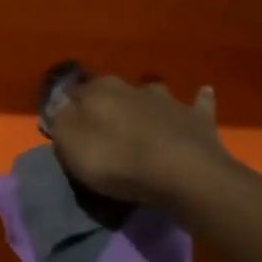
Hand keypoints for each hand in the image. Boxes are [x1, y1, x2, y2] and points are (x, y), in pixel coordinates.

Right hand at [49, 77, 226, 208]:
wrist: (182, 174)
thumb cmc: (118, 162)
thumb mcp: (72, 147)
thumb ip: (61, 123)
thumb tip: (59, 106)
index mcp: (98, 92)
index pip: (73, 91)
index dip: (66, 106)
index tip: (62, 122)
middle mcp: (132, 87)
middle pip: (111, 90)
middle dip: (105, 102)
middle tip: (101, 123)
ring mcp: (168, 100)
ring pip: (153, 91)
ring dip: (147, 99)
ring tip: (144, 113)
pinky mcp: (197, 117)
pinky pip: (198, 102)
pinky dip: (199, 99)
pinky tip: (203, 93)